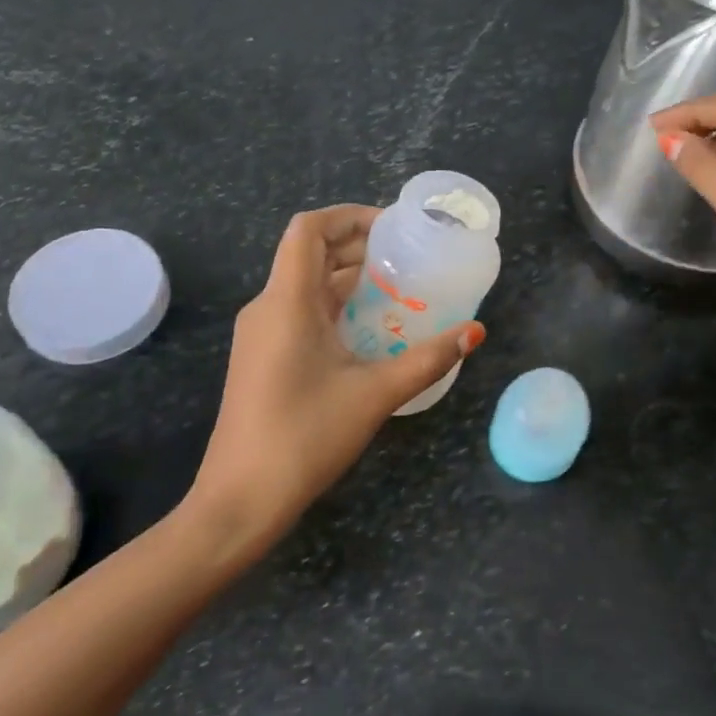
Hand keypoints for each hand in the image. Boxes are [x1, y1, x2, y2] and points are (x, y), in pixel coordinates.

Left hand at [189, 205, 484, 552]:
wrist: (241, 499)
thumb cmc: (305, 437)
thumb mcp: (375, 394)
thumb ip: (428, 359)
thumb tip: (475, 332)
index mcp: (287, 301)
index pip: (309, 229)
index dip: (349, 216)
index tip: (393, 226)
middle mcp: (268, 307)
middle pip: (309, 253)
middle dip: (357, 245)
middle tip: (407, 255)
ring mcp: (261, 334)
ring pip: (306, 285)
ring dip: (348, 277)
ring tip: (398, 286)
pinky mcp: (263, 358)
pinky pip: (301, 312)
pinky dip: (336, 306)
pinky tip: (371, 328)